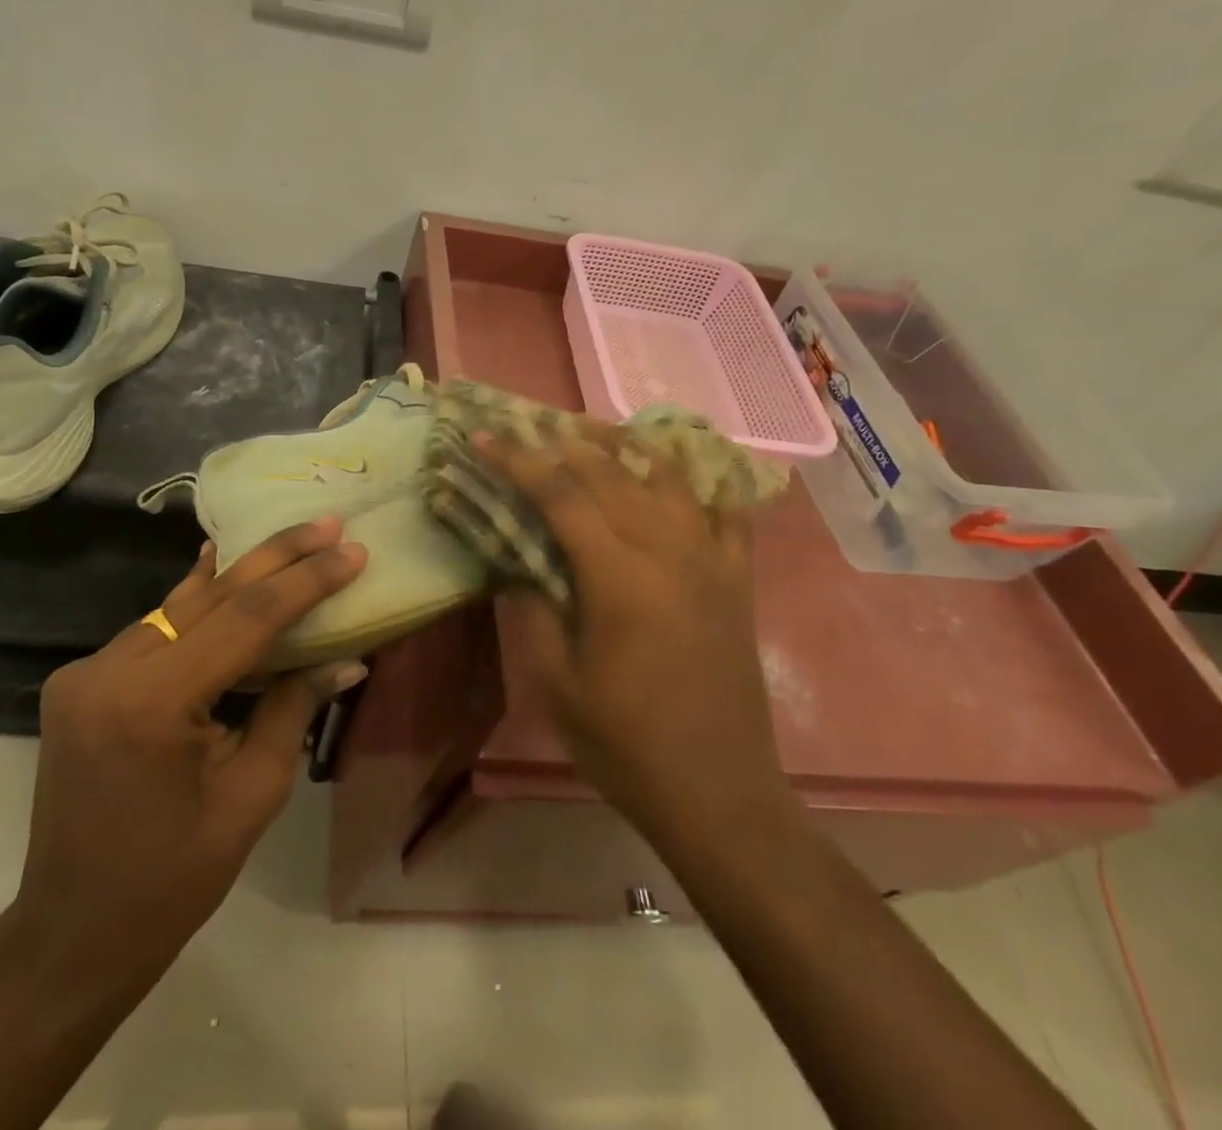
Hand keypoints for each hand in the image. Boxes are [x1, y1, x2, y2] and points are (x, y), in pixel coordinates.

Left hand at [12, 518, 366, 973]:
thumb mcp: (251, 797)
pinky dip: (198, 605)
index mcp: (151, 704)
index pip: (244, 620)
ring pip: (180, 606)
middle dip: (275, 557)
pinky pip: (155, 630)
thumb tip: (344, 657)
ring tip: (294, 543)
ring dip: (239, 577)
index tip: (351, 551)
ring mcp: (86, 671)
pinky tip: (223, 568)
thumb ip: (292, 710)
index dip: (304, 582)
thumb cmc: (171, 882)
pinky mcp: (82, 680)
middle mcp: (108, 670)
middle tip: (327, 524)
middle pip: (209, 596)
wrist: (71, 933)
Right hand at [479, 428, 791, 843]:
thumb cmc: (627, 744)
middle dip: (561, 443)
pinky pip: (725, 512)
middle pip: (611, 473)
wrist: (719, 794)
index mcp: (618, 576)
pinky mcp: (737, 580)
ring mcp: (710, 560)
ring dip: (625, 447)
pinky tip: (678, 473)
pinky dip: (701, 482)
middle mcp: (668, 551)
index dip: (518, 460)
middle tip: (526, 426)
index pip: (560, 495)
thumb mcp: (557, 684)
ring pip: (668, 477)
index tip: (484, 436)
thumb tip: (517, 565)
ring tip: (591, 432)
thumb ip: (532, 612)